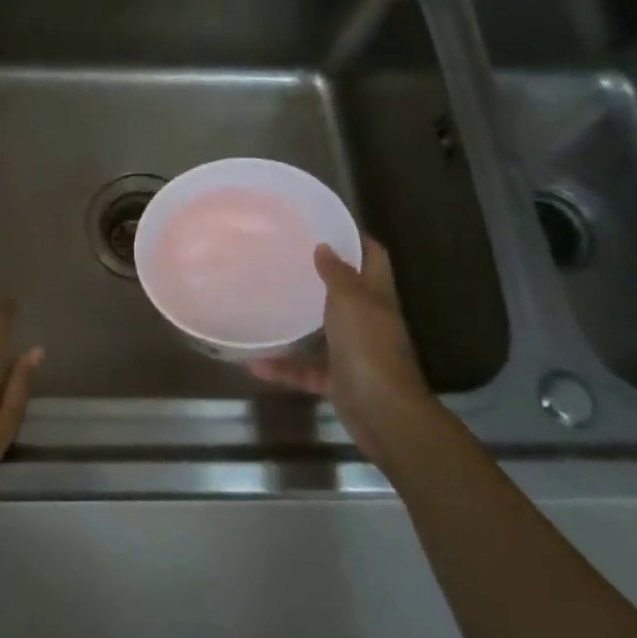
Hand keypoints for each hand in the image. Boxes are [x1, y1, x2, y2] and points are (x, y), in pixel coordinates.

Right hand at [248, 235, 436, 462]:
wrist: (383, 414)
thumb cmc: (369, 348)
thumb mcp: (351, 302)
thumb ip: (337, 274)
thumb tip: (325, 246)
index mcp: (376, 296)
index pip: (373, 257)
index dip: (356, 238)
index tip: (327, 223)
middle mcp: (368, 320)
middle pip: (348, 291)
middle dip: (322, 274)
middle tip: (287, 256)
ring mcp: (354, 352)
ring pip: (324, 330)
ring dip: (299, 320)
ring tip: (267, 301)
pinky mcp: (338, 380)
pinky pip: (306, 369)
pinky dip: (283, 367)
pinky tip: (253, 363)